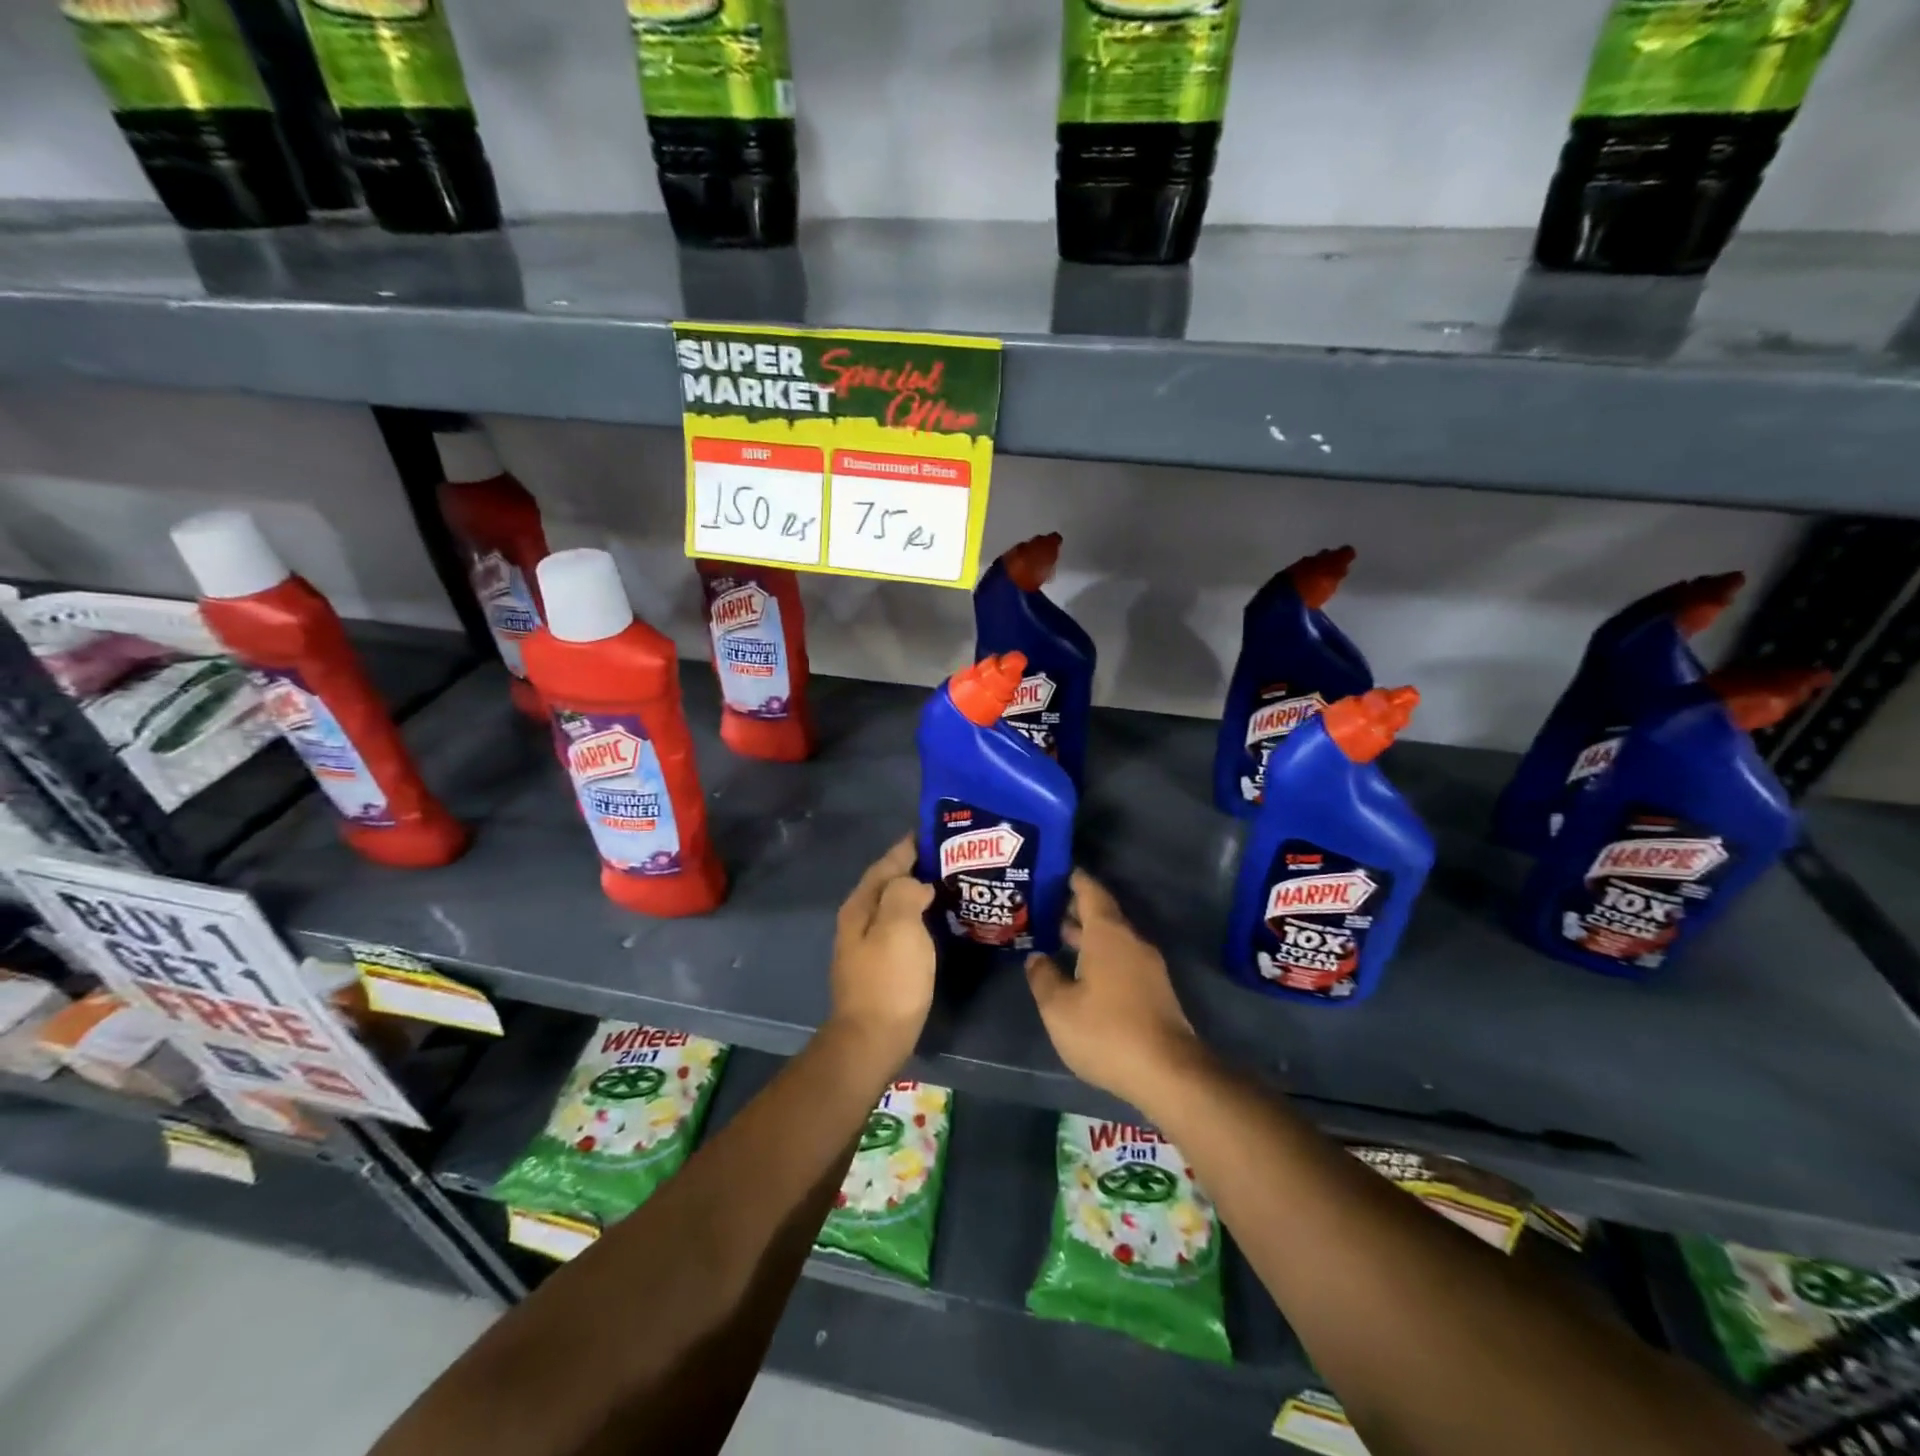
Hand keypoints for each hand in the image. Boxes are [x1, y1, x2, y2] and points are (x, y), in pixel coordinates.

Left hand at [827, 837, 935, 1070]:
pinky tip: (936, 919)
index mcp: (861, 906)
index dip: (908, 846)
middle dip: (914, 866)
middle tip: (949, 856)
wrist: (873, 1039)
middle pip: (888, 882)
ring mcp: (867, 944)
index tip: (935, 831)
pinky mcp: (879, 964)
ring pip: (894, 905)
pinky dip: (918, 915)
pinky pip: (901, 926)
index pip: (886, 864)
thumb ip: (905, 893)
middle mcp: (859, 920)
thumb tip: (916, 883)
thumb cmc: (889, 980)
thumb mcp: (899, 927)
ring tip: (948, 882)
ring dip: (917, 890)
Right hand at [1025, 871, 1203, 1111]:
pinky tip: (1081, 972)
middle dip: (1075, 909)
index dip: (1074, 880)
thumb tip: (1036, 958)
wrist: (1168, 1072)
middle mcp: (1130, 942)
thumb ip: (1043, 977)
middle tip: (1045, 906)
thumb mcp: (1059, 1007)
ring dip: (1087, 936)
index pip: (1090, 893)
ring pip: (1112, 939)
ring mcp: (1147, 967)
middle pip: (1103, 915)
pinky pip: (1122, 959)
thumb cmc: (1106, 1031)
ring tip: (1058, 937)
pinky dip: (1099, 956)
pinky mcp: (1154, 991)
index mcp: (1107, 935)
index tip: (1057, 870)